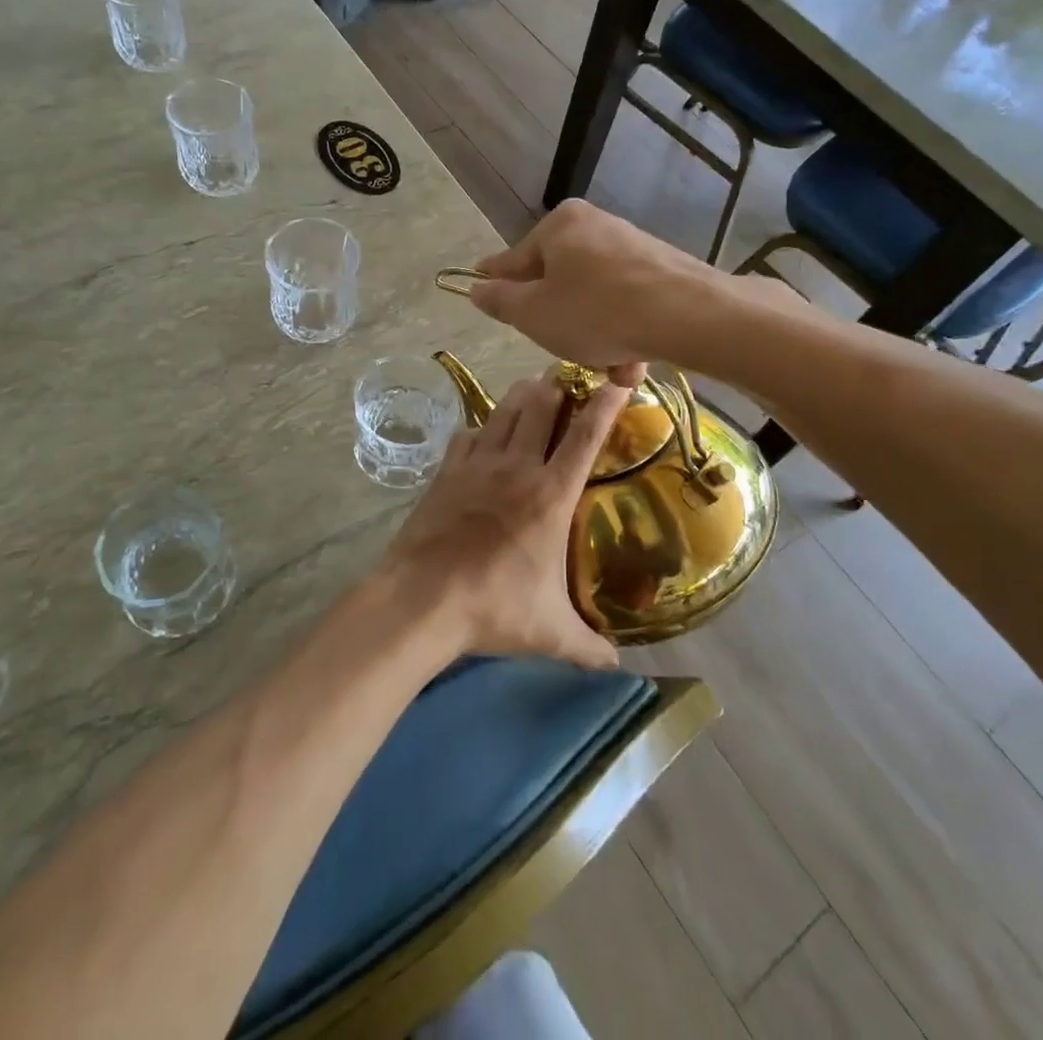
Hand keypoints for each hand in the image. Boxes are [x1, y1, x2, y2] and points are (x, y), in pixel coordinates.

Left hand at [385, 375, 630, 670]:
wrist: (422, 599)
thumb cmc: (494, 608)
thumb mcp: (551, 633)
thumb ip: (589, 648)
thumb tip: (618, 667)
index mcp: (550, 495)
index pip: (586, 437)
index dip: (606, 403)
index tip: (620, 377)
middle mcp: (516, 468)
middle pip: (541, 406)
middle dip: (558, 385)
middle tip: (568, 374)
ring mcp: (477, 465)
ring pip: (504, 412)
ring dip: (522, 395)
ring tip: (533, 386)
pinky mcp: (446, 472)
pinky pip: (468, 434)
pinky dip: (482, 425)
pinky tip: (484, 430)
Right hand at [467, 200, 717, 381]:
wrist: (690, 315)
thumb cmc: (596, 312)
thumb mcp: (534, 314)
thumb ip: (500, 301)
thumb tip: (476, 287)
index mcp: (559, 226)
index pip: (514, 259)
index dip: (496, 282)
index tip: (481, 290)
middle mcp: (594, 226)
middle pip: (558, 280)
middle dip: (558, 321)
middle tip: (561, 349)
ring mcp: (631, 246)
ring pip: (594, 298)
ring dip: (594, 336)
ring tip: (610, 368)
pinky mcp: (662, 269)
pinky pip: (626, 303)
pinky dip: (623, 331)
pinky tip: (633, 363)